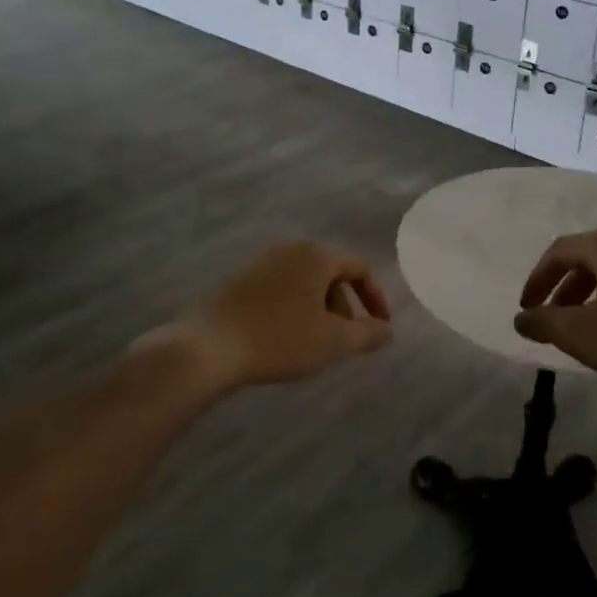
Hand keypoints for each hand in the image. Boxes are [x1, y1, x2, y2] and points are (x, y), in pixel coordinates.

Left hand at [141, 241, 392, 391]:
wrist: (210, 347)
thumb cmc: (281, 338)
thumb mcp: (333, 341)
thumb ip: (367, 333)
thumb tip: (387, 330)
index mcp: (317, 255)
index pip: (360, 268)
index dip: (375, 298)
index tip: (380, 328)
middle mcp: (291, 249)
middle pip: (332, 274)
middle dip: (345, 307)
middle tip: (345, 340)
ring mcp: (263, 262)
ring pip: (305, 283)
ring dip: (320, 310)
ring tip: (316, 343)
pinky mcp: (241, 280)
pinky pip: (282, 289)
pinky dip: (295, 309)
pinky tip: (286, 338)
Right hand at [513, 227, 596, 392]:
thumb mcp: (582, 334)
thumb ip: (544, 323)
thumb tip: (521, 318)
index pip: (560, 251)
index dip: (537, 279)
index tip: (526, 308)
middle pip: (588, 257)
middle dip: (564, 288)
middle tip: (551, 318)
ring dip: (590, 295)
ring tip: (582, 326)